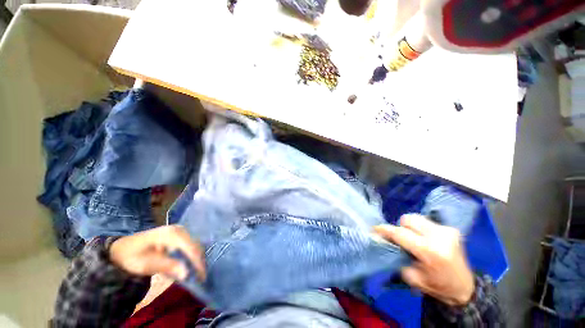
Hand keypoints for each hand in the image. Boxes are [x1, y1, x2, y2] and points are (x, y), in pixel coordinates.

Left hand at [109, 225, 205, 280]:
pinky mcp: (179, 235)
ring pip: (194, 245)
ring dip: (196, 259)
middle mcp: (180, 230)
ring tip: (197, 272)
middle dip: (199, 261)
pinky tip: (190, 264)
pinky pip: (190, 245)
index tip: (201, 276)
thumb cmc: (133, 256)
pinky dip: (191, 255)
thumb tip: (187, 273)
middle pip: (195, 245)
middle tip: (200, 277)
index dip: (197, 262)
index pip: (191, 248)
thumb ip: (168, 266)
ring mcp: (180, 231)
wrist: (122, 248)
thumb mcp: (147, 264)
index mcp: (172, 234)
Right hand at [374, 214, 473, 306]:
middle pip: (408, 219)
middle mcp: (439, 236)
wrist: (466, 288)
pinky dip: (420, 229)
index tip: (374, 229)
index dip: (385, 230)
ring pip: (416, 218)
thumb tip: (382, 241)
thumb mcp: (412, 277)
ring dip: (410, 227)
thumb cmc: (437, 286)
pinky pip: (426, 222)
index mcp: (431, 251)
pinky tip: (425, 239)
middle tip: (400, 239)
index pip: (400, 233)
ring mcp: (447, 230)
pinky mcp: (450, 229)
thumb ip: (396, 257)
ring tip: (414, 239)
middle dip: (400, 227)